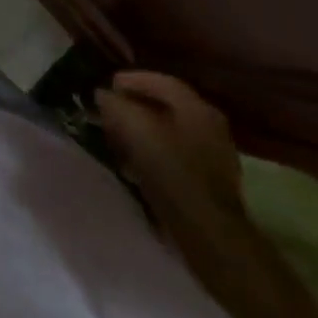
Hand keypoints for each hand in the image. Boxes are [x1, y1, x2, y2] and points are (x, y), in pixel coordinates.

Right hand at [90, 70, 243, 222]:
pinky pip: (177, 159)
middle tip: (110, 112)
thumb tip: (102, 95)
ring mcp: (215, 159)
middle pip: (166, 108)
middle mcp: (210, 127)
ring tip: (118, 140)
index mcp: (196, 107)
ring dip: (144, 133)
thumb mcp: (134, 128)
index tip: (107, 87)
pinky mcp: (211, 188)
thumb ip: (114, 104)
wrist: (210, 237)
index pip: (160, 81)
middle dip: (135, 108)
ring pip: (170, 134)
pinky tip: (136, 167)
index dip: (130, 80)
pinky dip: (155, 156)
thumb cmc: (172, 172)